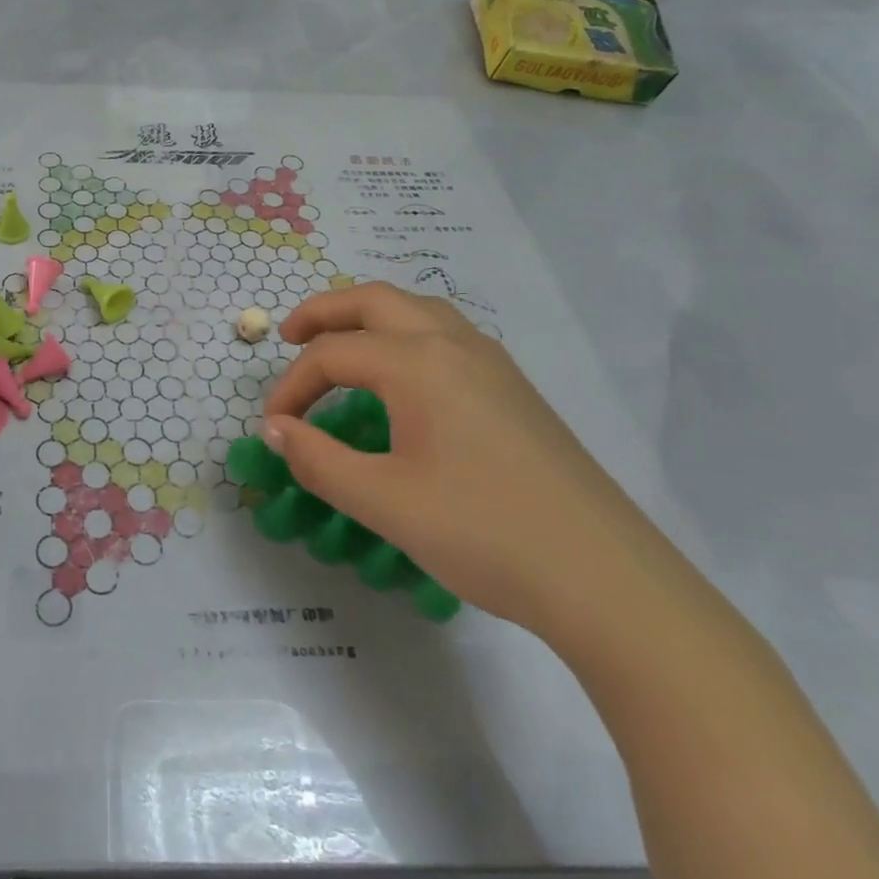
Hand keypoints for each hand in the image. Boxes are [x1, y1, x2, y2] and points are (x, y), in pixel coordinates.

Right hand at [264, 283, 660, 633]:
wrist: (605, 578)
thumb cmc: (482, 532)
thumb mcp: (382, 501)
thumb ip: (317, 459)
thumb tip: (277, 429)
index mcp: (417, 363)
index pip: (332, 355)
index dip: (292, 386)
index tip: (273, 426)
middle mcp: (453, 344)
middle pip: (374, 300)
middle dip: (324, 312)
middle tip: (289, 338)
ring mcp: (491, 362)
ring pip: (417, 309)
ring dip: (368, 316)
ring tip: (341, 346)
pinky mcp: (514, 388)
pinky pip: (446, 334)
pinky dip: (405, 334)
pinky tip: (403, 378)